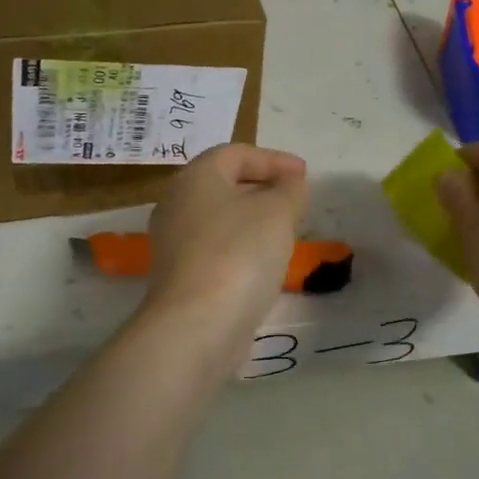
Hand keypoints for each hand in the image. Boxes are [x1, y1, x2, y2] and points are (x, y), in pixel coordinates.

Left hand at [146, 143, 308, 342]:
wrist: (197, 325)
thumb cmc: (239, 253)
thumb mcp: (278, 212)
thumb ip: (290, 190)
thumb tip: (290, 184)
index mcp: (196, 176)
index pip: (236, 153)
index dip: (273, 159)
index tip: (304, 175)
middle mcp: (177, 203)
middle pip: (224, 184)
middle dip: (263, 188)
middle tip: (296, 201)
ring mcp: (173, 242)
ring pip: (220, 219)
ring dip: (253, 220)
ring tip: (286, 232)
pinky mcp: (179, 276)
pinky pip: (215, 248)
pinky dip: (241, 247)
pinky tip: (264, 264)